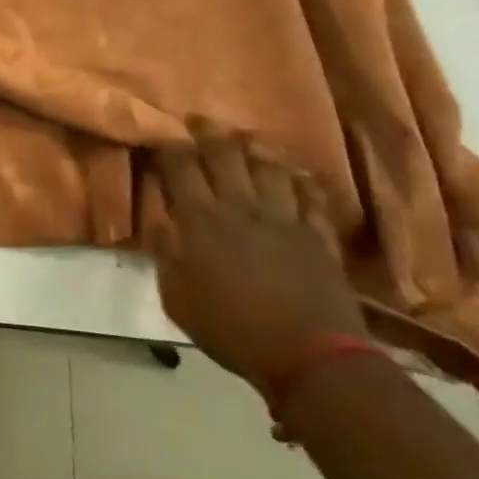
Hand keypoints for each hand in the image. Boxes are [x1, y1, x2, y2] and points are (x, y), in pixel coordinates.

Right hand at [148, 124, 366, 391]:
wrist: (310, 356)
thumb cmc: (231, 329)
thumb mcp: (177, 298)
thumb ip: (166, 254)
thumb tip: (161, 223)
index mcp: (200, 218)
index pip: (180, 166)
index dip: (168, 147)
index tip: (160, 138)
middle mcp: (240, 206)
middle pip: (224, 154)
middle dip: (207, 132)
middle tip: (198, 121)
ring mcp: (284, 217)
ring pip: (268, 166)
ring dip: (254, 147)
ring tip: (245, 138)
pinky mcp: (317, 234)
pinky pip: (309, 195)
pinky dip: (300, 180)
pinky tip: (295, 174)